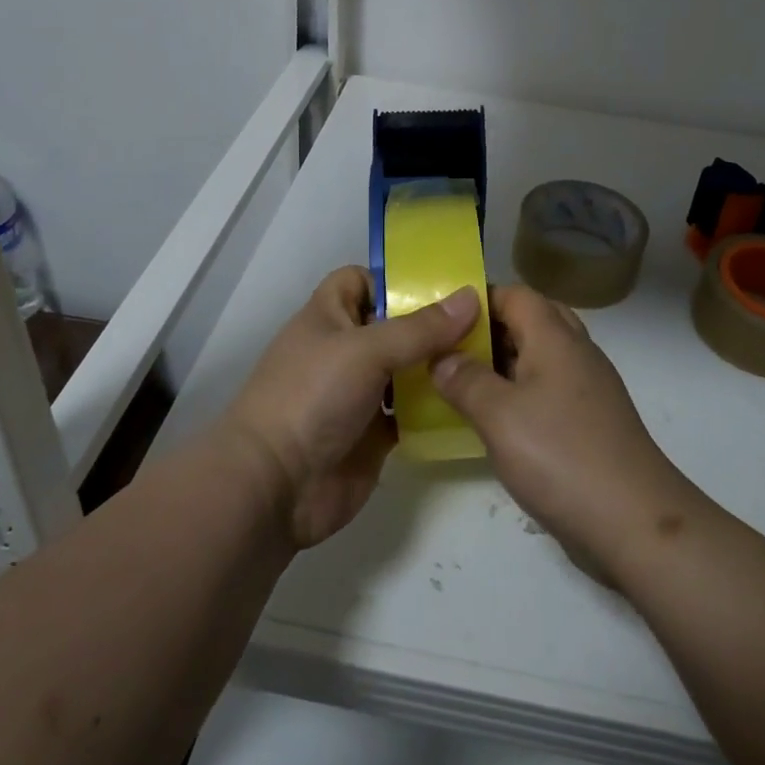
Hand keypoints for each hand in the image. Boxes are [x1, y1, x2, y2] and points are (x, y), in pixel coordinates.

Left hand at [218, 266, 479, 548]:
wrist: (276, 486)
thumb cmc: (312, 397)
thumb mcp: (366, 350)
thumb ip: (421, 327)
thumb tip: (472, 297)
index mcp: (329, 316)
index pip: (360, 280)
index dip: (394, 278)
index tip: (442, 285)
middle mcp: (344, 350)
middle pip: (393, 325)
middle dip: (432, 323)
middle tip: (485, 320)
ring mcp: (358, 393)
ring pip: (406, 369)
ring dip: (438, 365)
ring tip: (489, 357)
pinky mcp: (373, 433)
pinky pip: (411, 412)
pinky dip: (435, 407)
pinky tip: (470, 400)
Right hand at [432, 286, 692, 582]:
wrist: (634, 521)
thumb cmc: (561, 456)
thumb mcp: (499, 416)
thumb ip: (465, 380)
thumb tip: (441, 358)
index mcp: (555, 338)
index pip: (516, 294)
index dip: (479, 299)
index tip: (442, 319)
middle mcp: (576, 352)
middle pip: (532, 319)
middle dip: (491, 329)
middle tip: (452, 350)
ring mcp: (589, 388)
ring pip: (542, 356)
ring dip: (505, 362)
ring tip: (464, 382)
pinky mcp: (592, 421)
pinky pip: (551, 388)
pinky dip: (522, 391)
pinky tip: (498, 420)